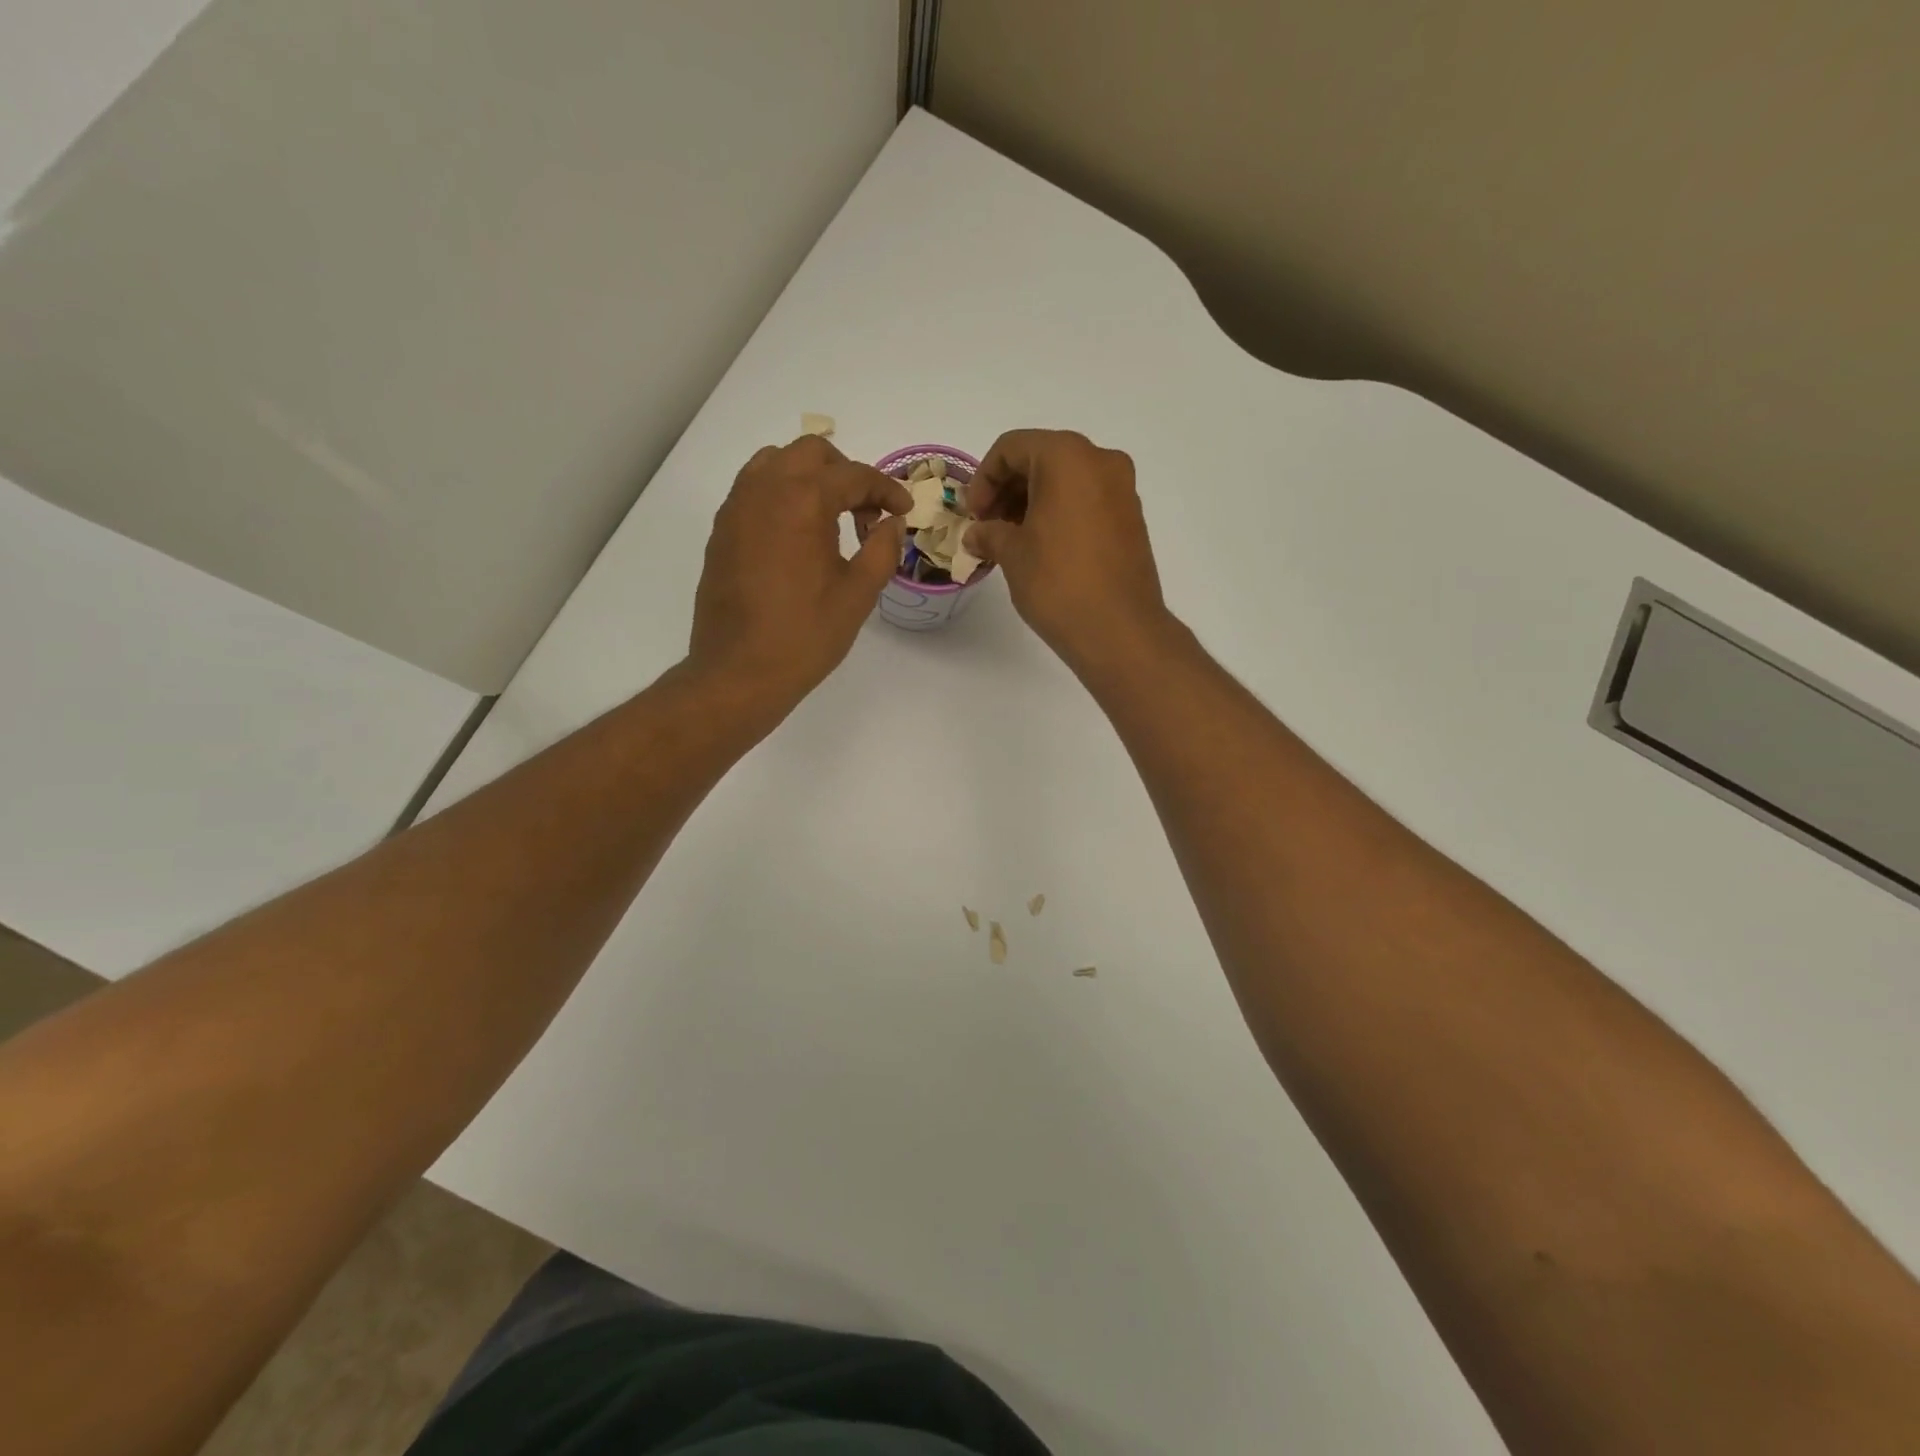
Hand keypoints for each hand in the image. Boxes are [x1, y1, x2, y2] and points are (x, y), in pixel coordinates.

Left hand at [690, 436, 910, 707]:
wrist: (738, 673)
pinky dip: (782, 496)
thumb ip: (882, 549)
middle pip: (810, 453)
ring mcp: (735, 509)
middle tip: (866, 513)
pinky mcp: (721, 532)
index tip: (904, 510)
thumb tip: (892, 523)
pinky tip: (797, 538)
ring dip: (809, 478)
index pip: (853, 475)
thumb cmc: (805, 636)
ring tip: (830, 519)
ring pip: (775, 463)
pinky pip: (754, 491)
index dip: (886, 489)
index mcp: (802, 500)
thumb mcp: (858, 595)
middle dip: (845, 473)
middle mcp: (763, 490)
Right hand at [964, 429, 1174, 675]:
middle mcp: (1101, 461)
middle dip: (1008, 489)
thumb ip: (989, 534)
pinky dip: (1059, 513)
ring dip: (1032, 502)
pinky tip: (1041, 548)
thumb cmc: (1058, 582)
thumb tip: (977, 535)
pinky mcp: (1131, 518)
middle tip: (987, 526)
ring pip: (1066, 480)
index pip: (1012, 447)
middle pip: (1041, 458)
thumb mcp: (1012, 554)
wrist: (1119, 630)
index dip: (983, 479)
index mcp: (1067, 457)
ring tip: (1011, 541)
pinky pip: (1086, 500)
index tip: (973, 515)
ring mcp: (1122, 489)